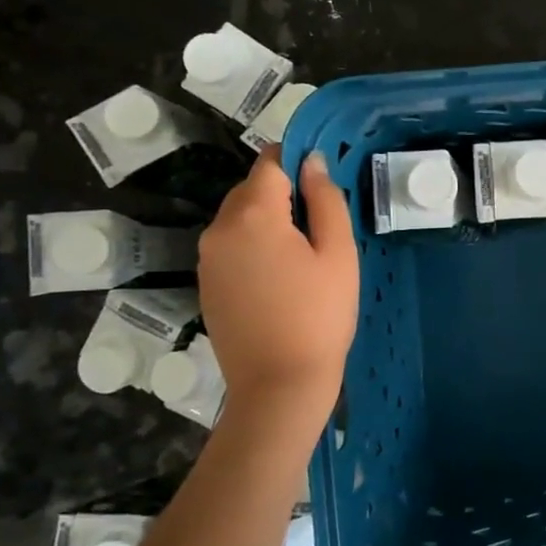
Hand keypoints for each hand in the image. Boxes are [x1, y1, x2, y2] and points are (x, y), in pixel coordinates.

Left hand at [198, 149, 358, 417]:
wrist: (280, 384)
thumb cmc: (320, 315)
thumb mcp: (338, 253)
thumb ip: (326, 200)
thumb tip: (313, 162)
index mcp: (252, 215)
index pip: (270, 163)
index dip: (297, 161)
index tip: (323, 180)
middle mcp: (219, 229)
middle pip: (251, 189)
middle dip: (284, 193)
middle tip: (322, 224)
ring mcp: (207, 259)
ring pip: (239, 218)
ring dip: (269, 221)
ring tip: (304, 254)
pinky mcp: (206, 284)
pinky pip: (231, 246)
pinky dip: (254, 246)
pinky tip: (281, 277)